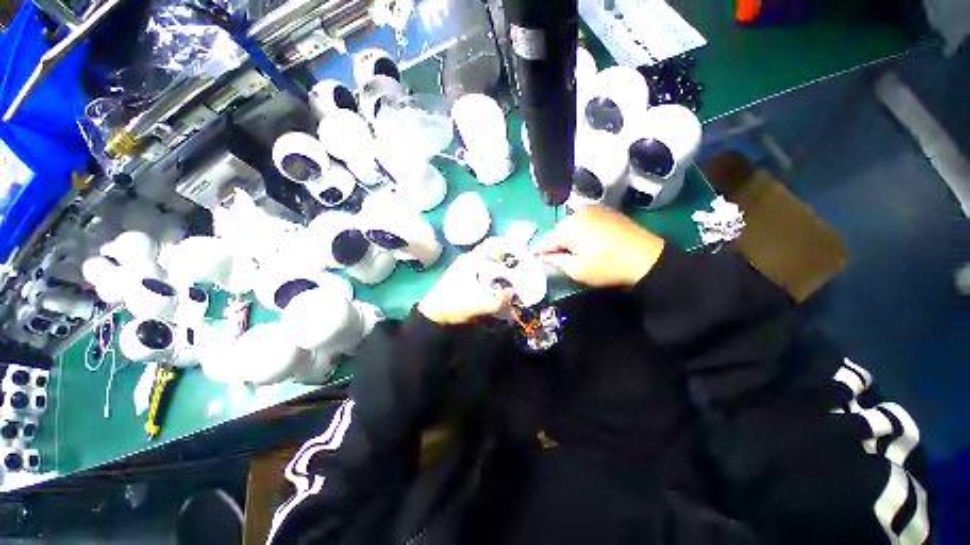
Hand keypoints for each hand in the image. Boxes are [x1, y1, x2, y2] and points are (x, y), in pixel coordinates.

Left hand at [418, 254, 513, 324]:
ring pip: (486, 260)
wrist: (433, 315)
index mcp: (470, 261)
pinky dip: (492, 271)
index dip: (507, 245)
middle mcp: (467, 259)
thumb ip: (497, 302)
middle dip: (506, 256)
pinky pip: (481, 268)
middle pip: (491, 252)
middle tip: (521, 265)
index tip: (520, 251)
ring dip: (499, 264)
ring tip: (514, 272)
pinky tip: (499, 281)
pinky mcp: (462, 275)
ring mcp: (463, 267)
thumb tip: (512, 292)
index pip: (491, 243)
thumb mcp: (477, 307)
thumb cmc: (453, 307)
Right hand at [533, 205, 665, 287]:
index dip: (539, 251)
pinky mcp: (604, 211)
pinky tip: (587, 242)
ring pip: (570, 225)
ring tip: (573, 251)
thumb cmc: (609, 267)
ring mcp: (593, 209)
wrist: (648, 258)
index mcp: (569, 227)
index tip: (534, 259)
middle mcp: (578, 213)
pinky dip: (580, 231)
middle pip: (557, 230)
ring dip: (568, 237)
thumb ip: (556, 261)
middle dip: (555, 244)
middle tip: (557, 258)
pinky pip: (583, 221)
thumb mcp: (578, 270)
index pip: (546, 240)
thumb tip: (545, 255)